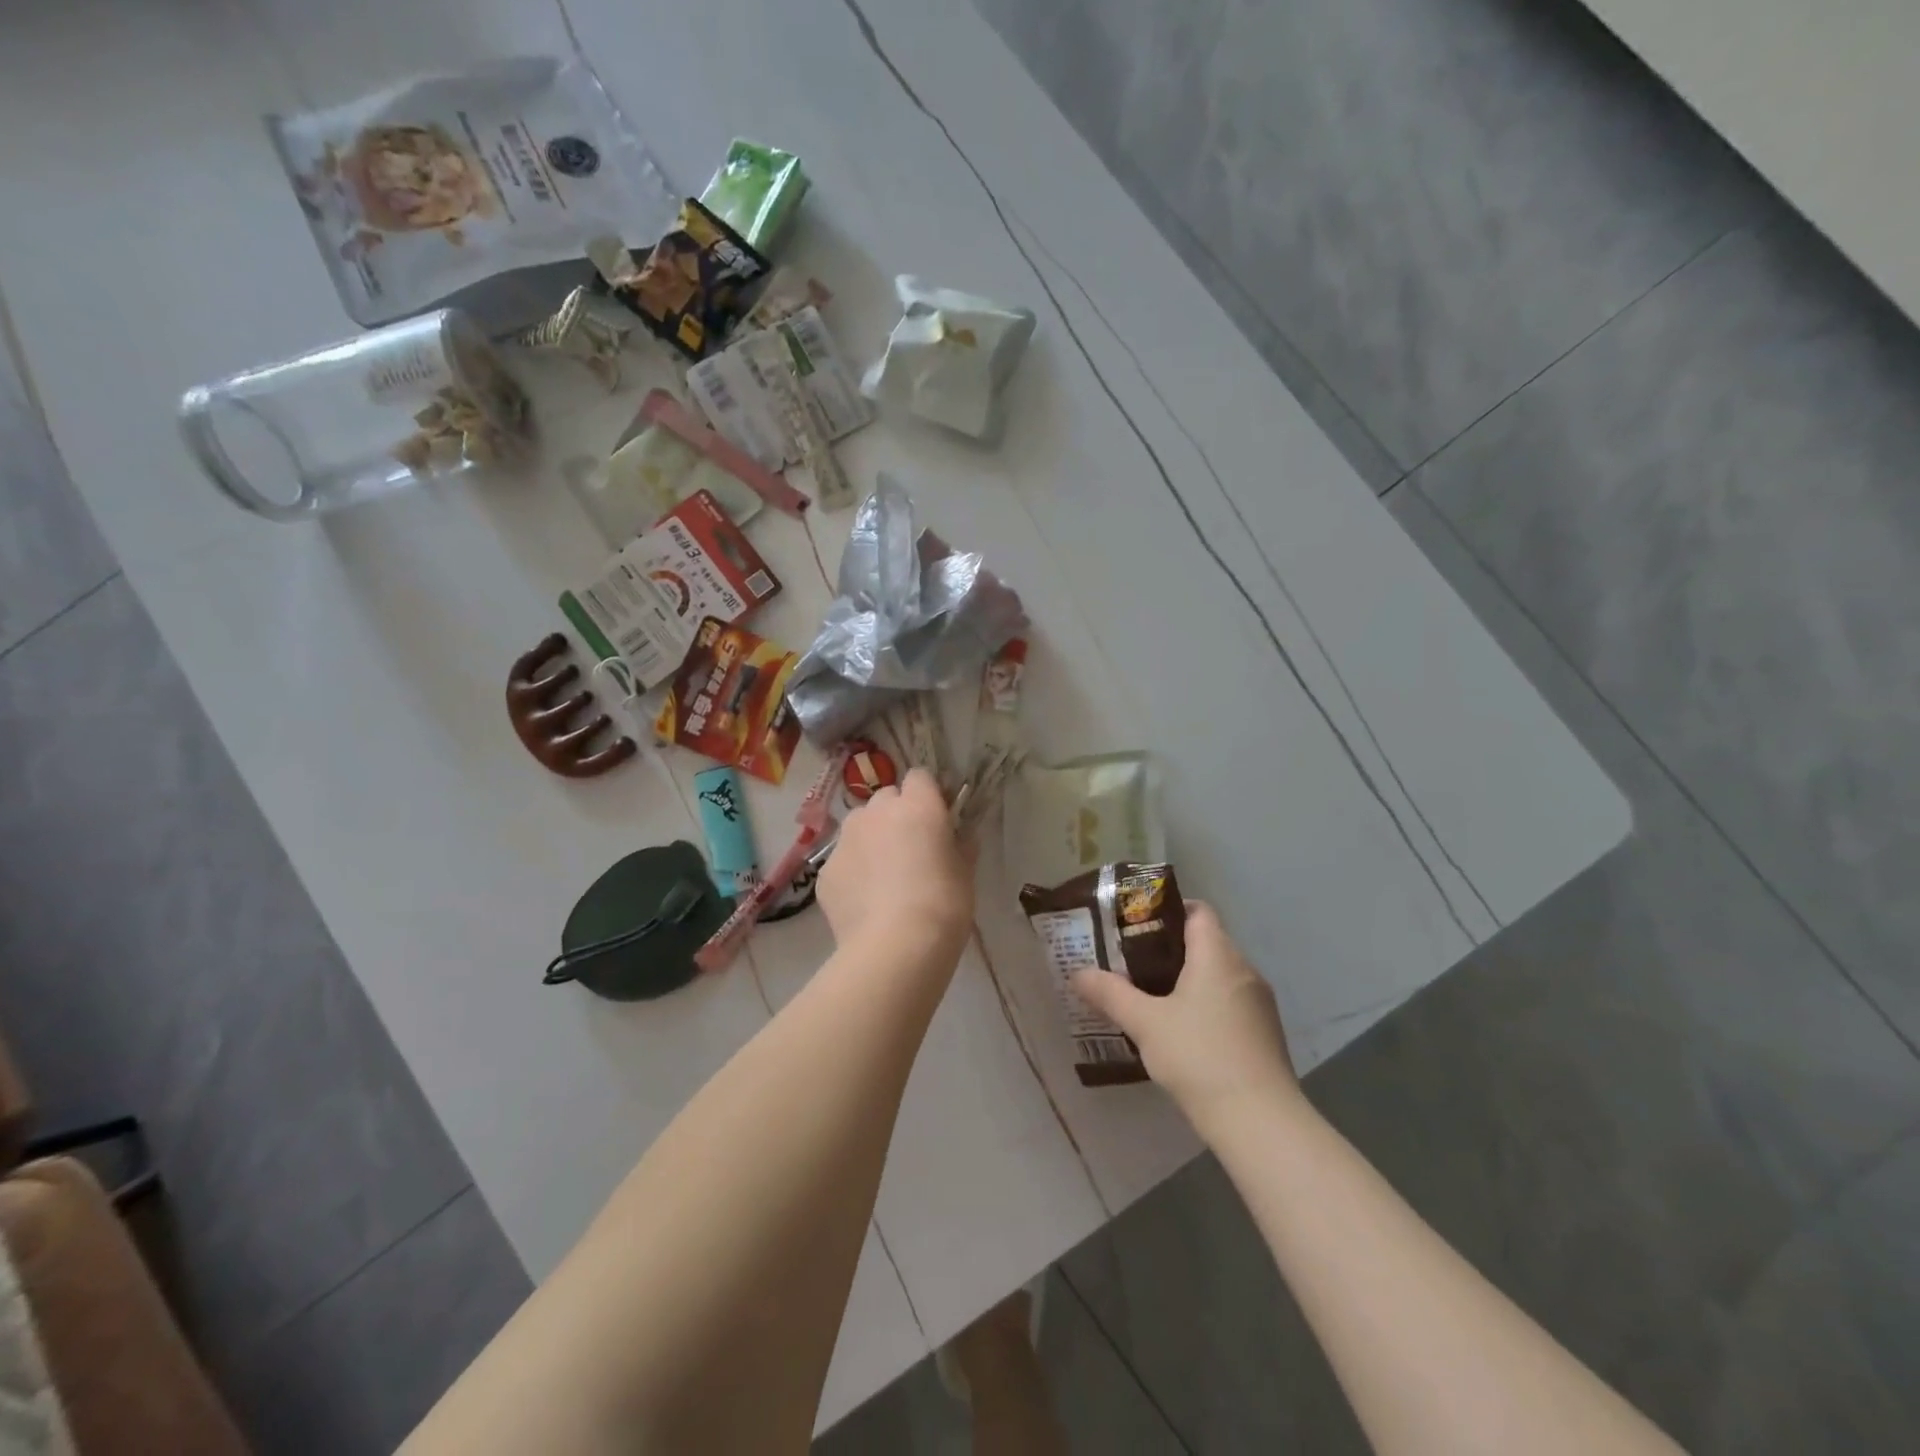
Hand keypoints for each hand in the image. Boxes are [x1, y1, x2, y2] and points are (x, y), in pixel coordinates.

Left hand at [819, 768, 973, 953]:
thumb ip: (961, 845)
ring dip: (872, 839)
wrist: (895, 947)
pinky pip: (844, 860)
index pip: (920, 777)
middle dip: (897, 815)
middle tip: (911, 849)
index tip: (937, 818)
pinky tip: (866, 902)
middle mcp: (877, 812)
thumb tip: (960, 836)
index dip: (928, 795)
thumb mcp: (966, 873)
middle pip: (886, 798)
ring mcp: (846, 839)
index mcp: (918, 805)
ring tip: (884, 877)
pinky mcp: (826, 870)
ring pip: (860, 826)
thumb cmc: (943, 905)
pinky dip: (854, 872)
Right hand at [1071, 903, 1297, 1129]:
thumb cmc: (1199, 1057)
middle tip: (1131, 960)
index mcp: (1217, 955)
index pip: (1198, 911)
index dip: (1168, 910)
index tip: (1137, 924)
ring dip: (1188, 978)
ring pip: (1218, 974)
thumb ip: (1111, 994)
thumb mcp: (1145, 1024)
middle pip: (1207, 942)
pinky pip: (1230, 1001)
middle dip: (1169, 947)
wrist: (1260, 1123)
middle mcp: (1244, 969)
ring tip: (1150, 994)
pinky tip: (1181, 1029)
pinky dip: (1205, 1003)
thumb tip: (1078, 972)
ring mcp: (1259, 1003)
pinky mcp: (1264, 1033)